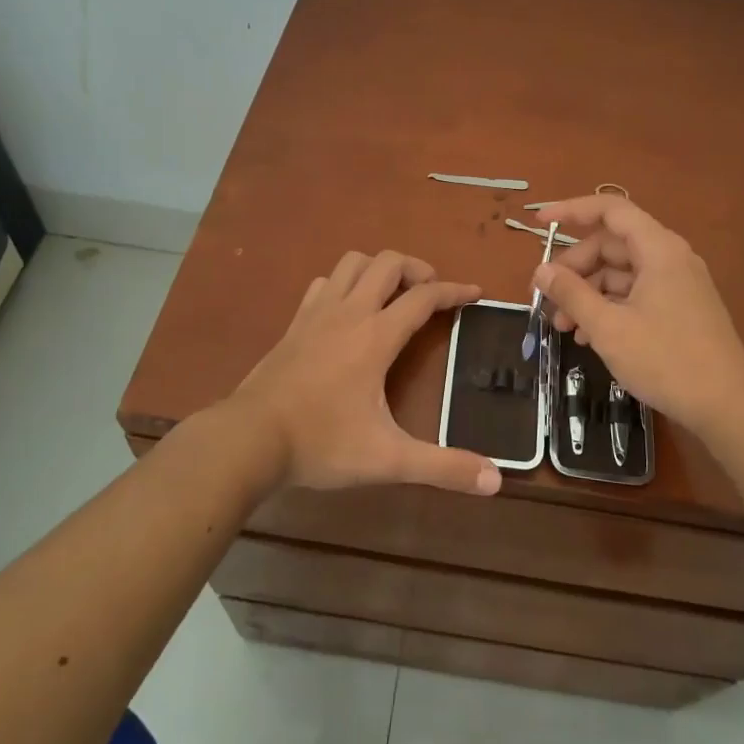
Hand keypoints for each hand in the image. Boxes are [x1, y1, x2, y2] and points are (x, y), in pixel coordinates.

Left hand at [230, 250, 501, 495]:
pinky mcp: (295, 323)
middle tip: (432, 293)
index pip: (424, 296)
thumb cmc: (321, 443)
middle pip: (388, 263)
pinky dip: (344, 283)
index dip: (455, 291)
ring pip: (352, 263)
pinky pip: (324, 283)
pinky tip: (348, 309)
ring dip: (379, 268)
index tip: (476, 293)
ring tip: (393, 294)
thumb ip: (442, 467)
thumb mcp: (388, 459)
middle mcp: (349, 312)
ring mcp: (317, 313)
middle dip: (417, 269)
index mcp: (376, 335)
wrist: (248, 439)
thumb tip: (495, 480)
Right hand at [531, 195, 743, 451]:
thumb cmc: (666, 360)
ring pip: (621, 273)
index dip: (571, 210)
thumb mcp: (608, 327)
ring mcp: (677, 284)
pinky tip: (588, 338)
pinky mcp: (679, 309)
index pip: (610, 210)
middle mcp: (670, 258)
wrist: (728, 407)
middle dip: (574, 268)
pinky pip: (635, 295)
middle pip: (611, 245)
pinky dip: (608, 308)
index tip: (539, 222)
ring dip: (587, 293)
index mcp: (658, 249)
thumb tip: (541, 271)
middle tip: (546, 297)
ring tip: (561, 327)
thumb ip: (571, 294)